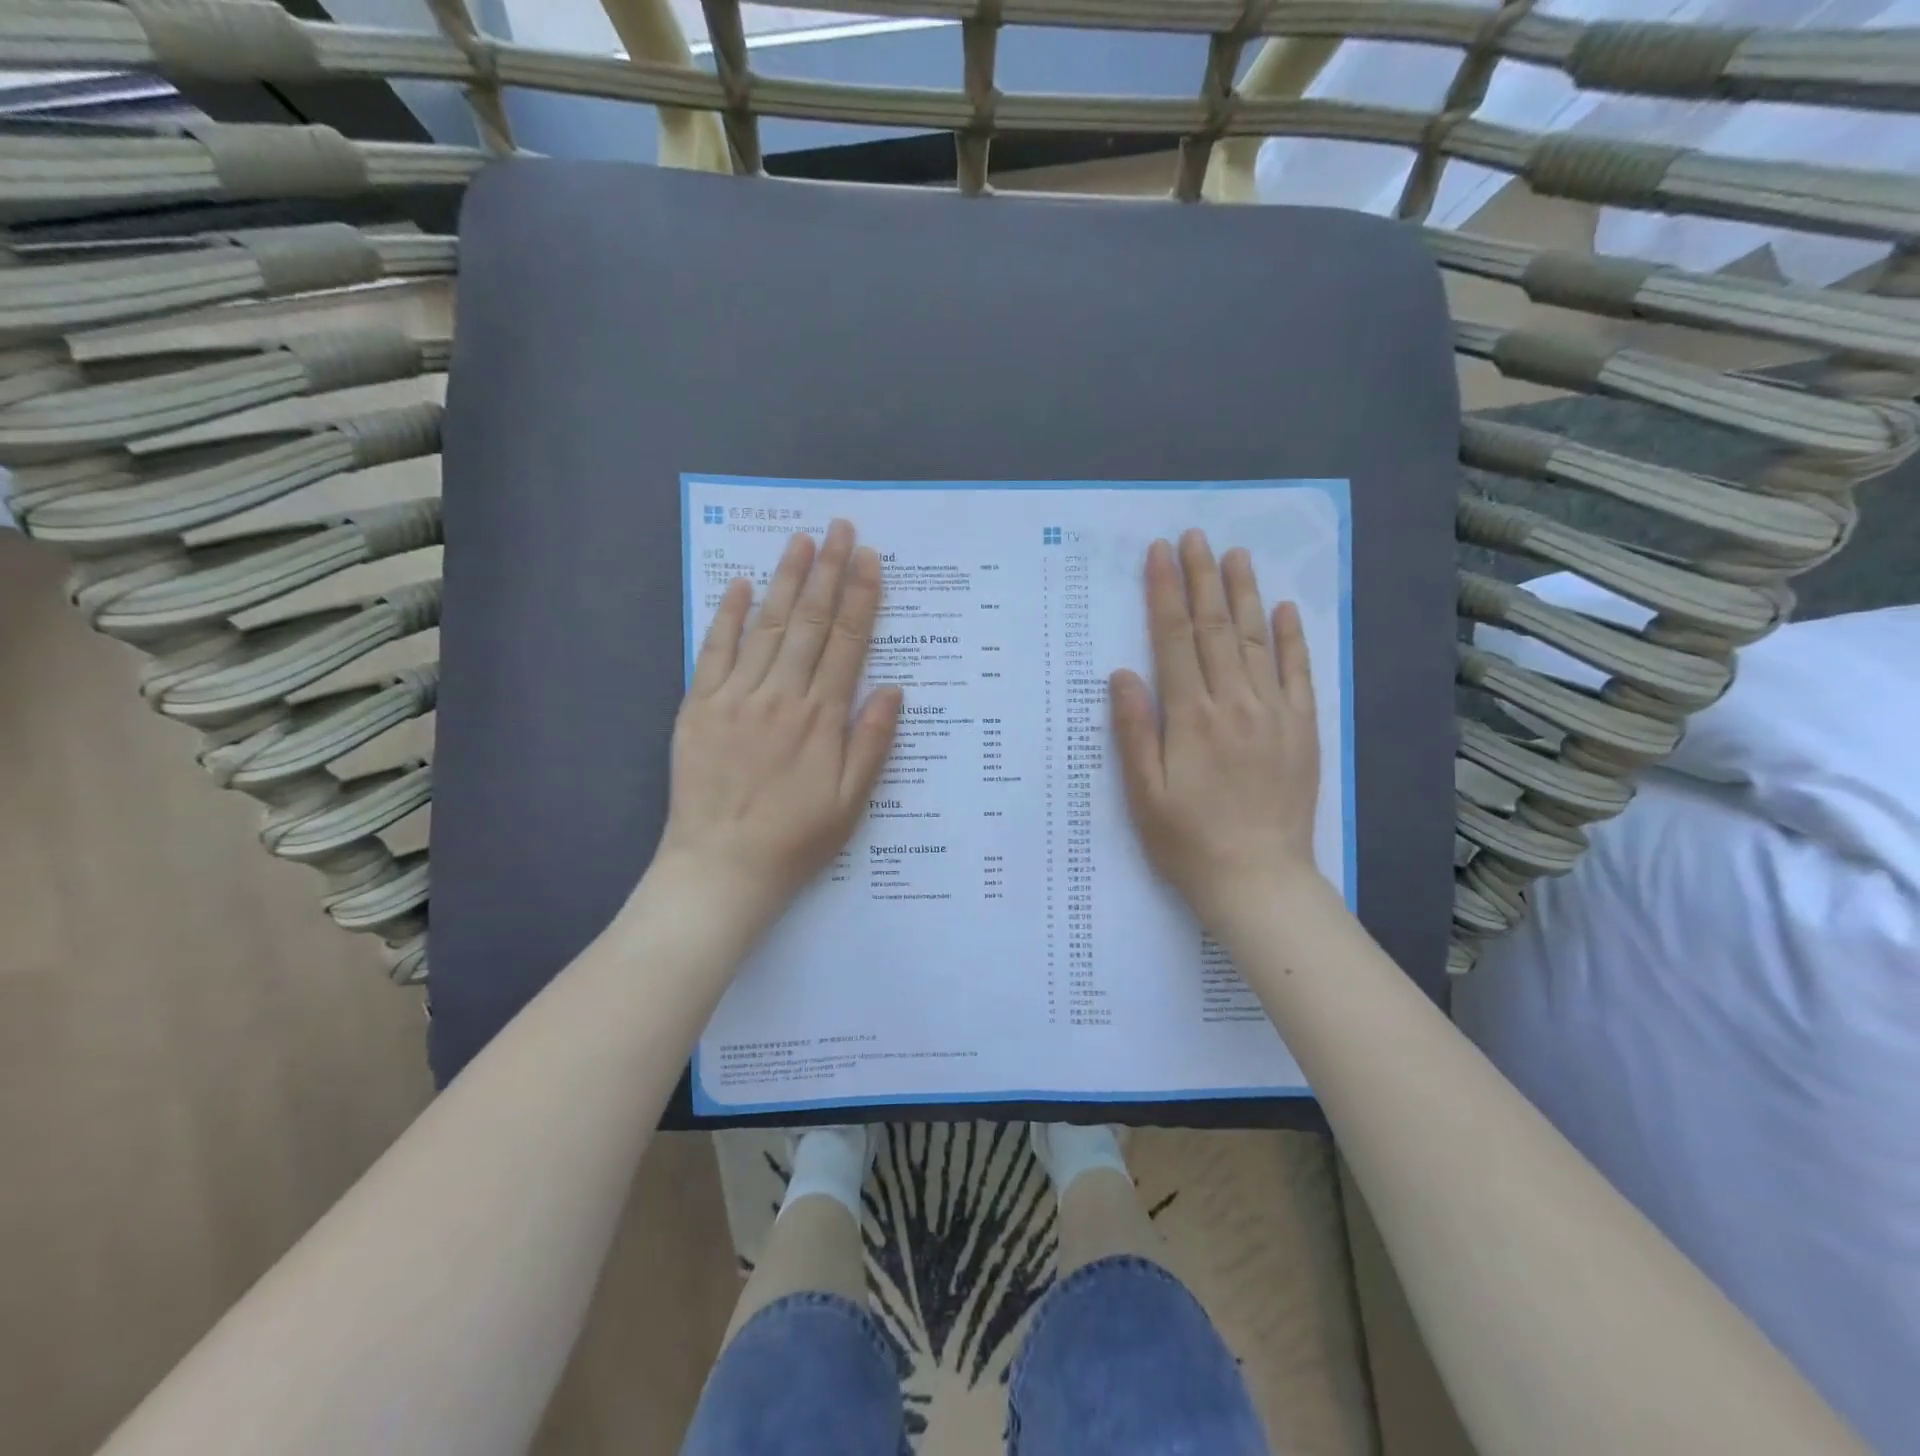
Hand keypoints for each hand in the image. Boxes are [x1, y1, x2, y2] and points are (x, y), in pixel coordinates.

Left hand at [655, 520, 901, 929]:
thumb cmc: (795, 840)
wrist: (721, 869)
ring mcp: (736, 697)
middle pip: (811, 622)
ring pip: (768, 626)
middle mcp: (781, 696)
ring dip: (787, 580)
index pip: (848, 643)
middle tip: (841, 528)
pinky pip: (716, 651)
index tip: (870, 559)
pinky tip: (743, 585)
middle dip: (829, 571)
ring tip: (802, 540)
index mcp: (822, 718)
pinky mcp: (700, 707)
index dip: (861, 597)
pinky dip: (730, 616)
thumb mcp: (851, 802)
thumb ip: (872, 742)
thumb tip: (892, 688)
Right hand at [1110, 530, 1322, 928]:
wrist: (1257, 880)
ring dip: (1244, 594)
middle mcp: (1234, 704)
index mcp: (1190, 718)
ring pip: (1257, 641)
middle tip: (1195, 536)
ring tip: (1235, 555)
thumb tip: (1122, 673)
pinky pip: (1298, 673)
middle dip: (1201, 579)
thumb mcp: (1142, 794)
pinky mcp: (1302, 730)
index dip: (1165, 593)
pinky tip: (1284, 609)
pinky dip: (1292, 638)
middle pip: (1216, 629)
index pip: (1175, 640)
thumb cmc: (1187, 841)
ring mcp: (1274, 714)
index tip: (1159, 554)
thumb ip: (1133, 730)